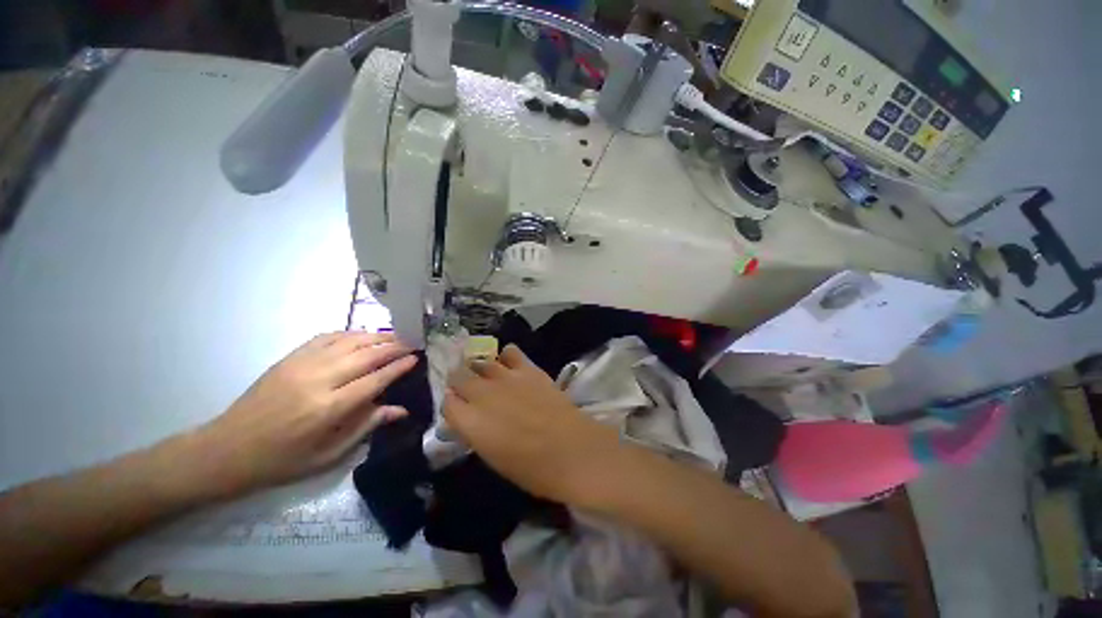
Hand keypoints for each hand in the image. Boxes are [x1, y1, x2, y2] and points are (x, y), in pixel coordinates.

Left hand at [192, 332, 416, 496]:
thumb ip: (366, 427)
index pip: (375, 379)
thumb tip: (400, 410)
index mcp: (329, 408)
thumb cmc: (282, 460)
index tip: (416, 358)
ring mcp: (302, 365)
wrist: (227, 450)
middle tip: (412, 342)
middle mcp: (319, 380)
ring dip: (376, 336)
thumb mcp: (328, 455)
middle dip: (393, 346)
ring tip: (394, 336)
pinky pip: (326, 337)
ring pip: (349, 341)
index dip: (398, 367)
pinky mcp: (290, 358)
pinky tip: (361, 335)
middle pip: (366, 355)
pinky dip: (349, 333)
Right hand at [443, 345, 624, 507]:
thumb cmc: (530, 468)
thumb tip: (470, 418)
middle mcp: (482, 394)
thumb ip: (476, 432)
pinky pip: (510, 352)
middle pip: (459, 377)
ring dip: (479, 368)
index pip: (447, 403)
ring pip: (481, 362)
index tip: (457, 406)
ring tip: (486, 374)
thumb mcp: (493, 456)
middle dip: (459, 382)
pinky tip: (509, 363)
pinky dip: (506, 356)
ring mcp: (505, 377)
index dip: (452, 403)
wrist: (569, 450)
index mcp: (470, 422)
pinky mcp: (528, 369)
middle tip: (468, 388)